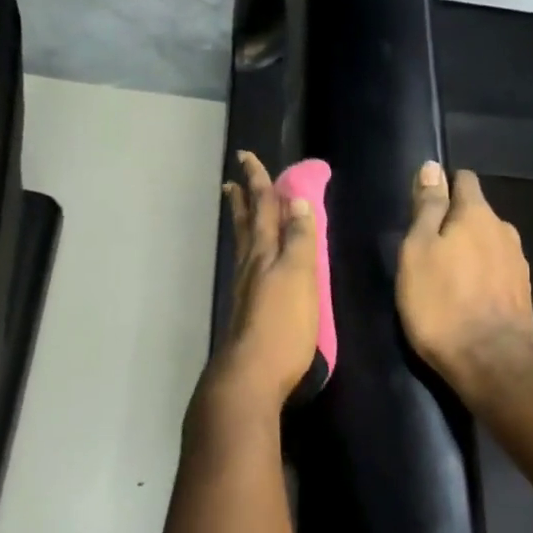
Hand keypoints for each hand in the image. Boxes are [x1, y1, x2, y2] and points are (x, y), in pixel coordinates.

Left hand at [214, 151, 320, 407]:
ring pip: (244, 244)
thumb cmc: (283, 324)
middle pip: (247, 223)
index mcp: (265, 252)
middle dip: (244, 199)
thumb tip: (298, 200)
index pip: (263, 208)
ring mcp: (246, 287)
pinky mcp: (248, 309)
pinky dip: (250, 249)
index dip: (258, 182)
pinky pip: (248, 265)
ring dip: (242, 221)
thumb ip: (299, 239)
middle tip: (232, 179)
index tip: (247, 157)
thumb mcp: (300, 276)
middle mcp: (251, 264)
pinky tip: (253, 258)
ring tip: (236, 207)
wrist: (253, 374)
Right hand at [396, 162, 532, 396]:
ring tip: (448, 274)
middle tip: (428, 247)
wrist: (490, 363)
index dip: (443, 186)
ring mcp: (519, 262)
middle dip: (456, 222)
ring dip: (471, 250)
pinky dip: (484, 274)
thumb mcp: (418, 250)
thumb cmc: (441, 303)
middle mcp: (504, 230)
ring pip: (489, 242)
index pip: (464, 179)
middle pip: (477, 213)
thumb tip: (432, 167)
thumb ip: (427, 208)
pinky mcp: (524, 292)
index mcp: (477, 214)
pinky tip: (470, 295)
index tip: (424, 206)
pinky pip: (498, 269)